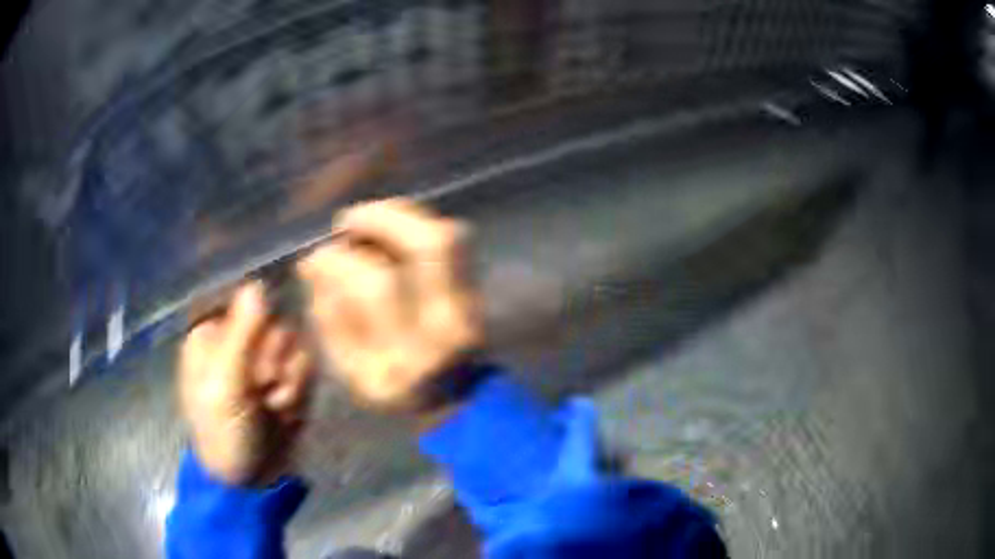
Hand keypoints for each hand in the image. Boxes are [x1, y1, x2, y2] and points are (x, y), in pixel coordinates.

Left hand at [178, 283, 314, 485]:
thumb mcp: (225, 386)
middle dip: (274, 361)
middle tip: (261, 391)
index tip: (255, 356)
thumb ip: (241, 335)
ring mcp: (264, 359)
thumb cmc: (224, 432)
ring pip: (295, 344)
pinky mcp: (287, 377)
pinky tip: (285, 412)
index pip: (244, 301)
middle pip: (274, 321)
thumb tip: (256, 284)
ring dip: (289, 381)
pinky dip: (300, 392)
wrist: (252, 481)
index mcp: (211, 333)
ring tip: (273, 407)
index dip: (256, 326)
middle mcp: (237, 339)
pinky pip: (307, 365)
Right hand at [297, 198, 482, 415]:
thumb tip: (312, 261)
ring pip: (448, 236)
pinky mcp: (479, 291)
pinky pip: (456, 242)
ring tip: (368, 221)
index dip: (342, 260)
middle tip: (348, 221)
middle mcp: (446, 327)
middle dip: (382, 219)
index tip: (319, 254)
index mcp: (405, 357)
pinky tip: (393, 231)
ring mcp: (470, 306)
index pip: (377, 286)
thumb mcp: (349, 367)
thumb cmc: (391, 385)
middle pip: (428, 246)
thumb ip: (329, 315)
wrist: (453, 396)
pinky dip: (419, 225)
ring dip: (402, 216)